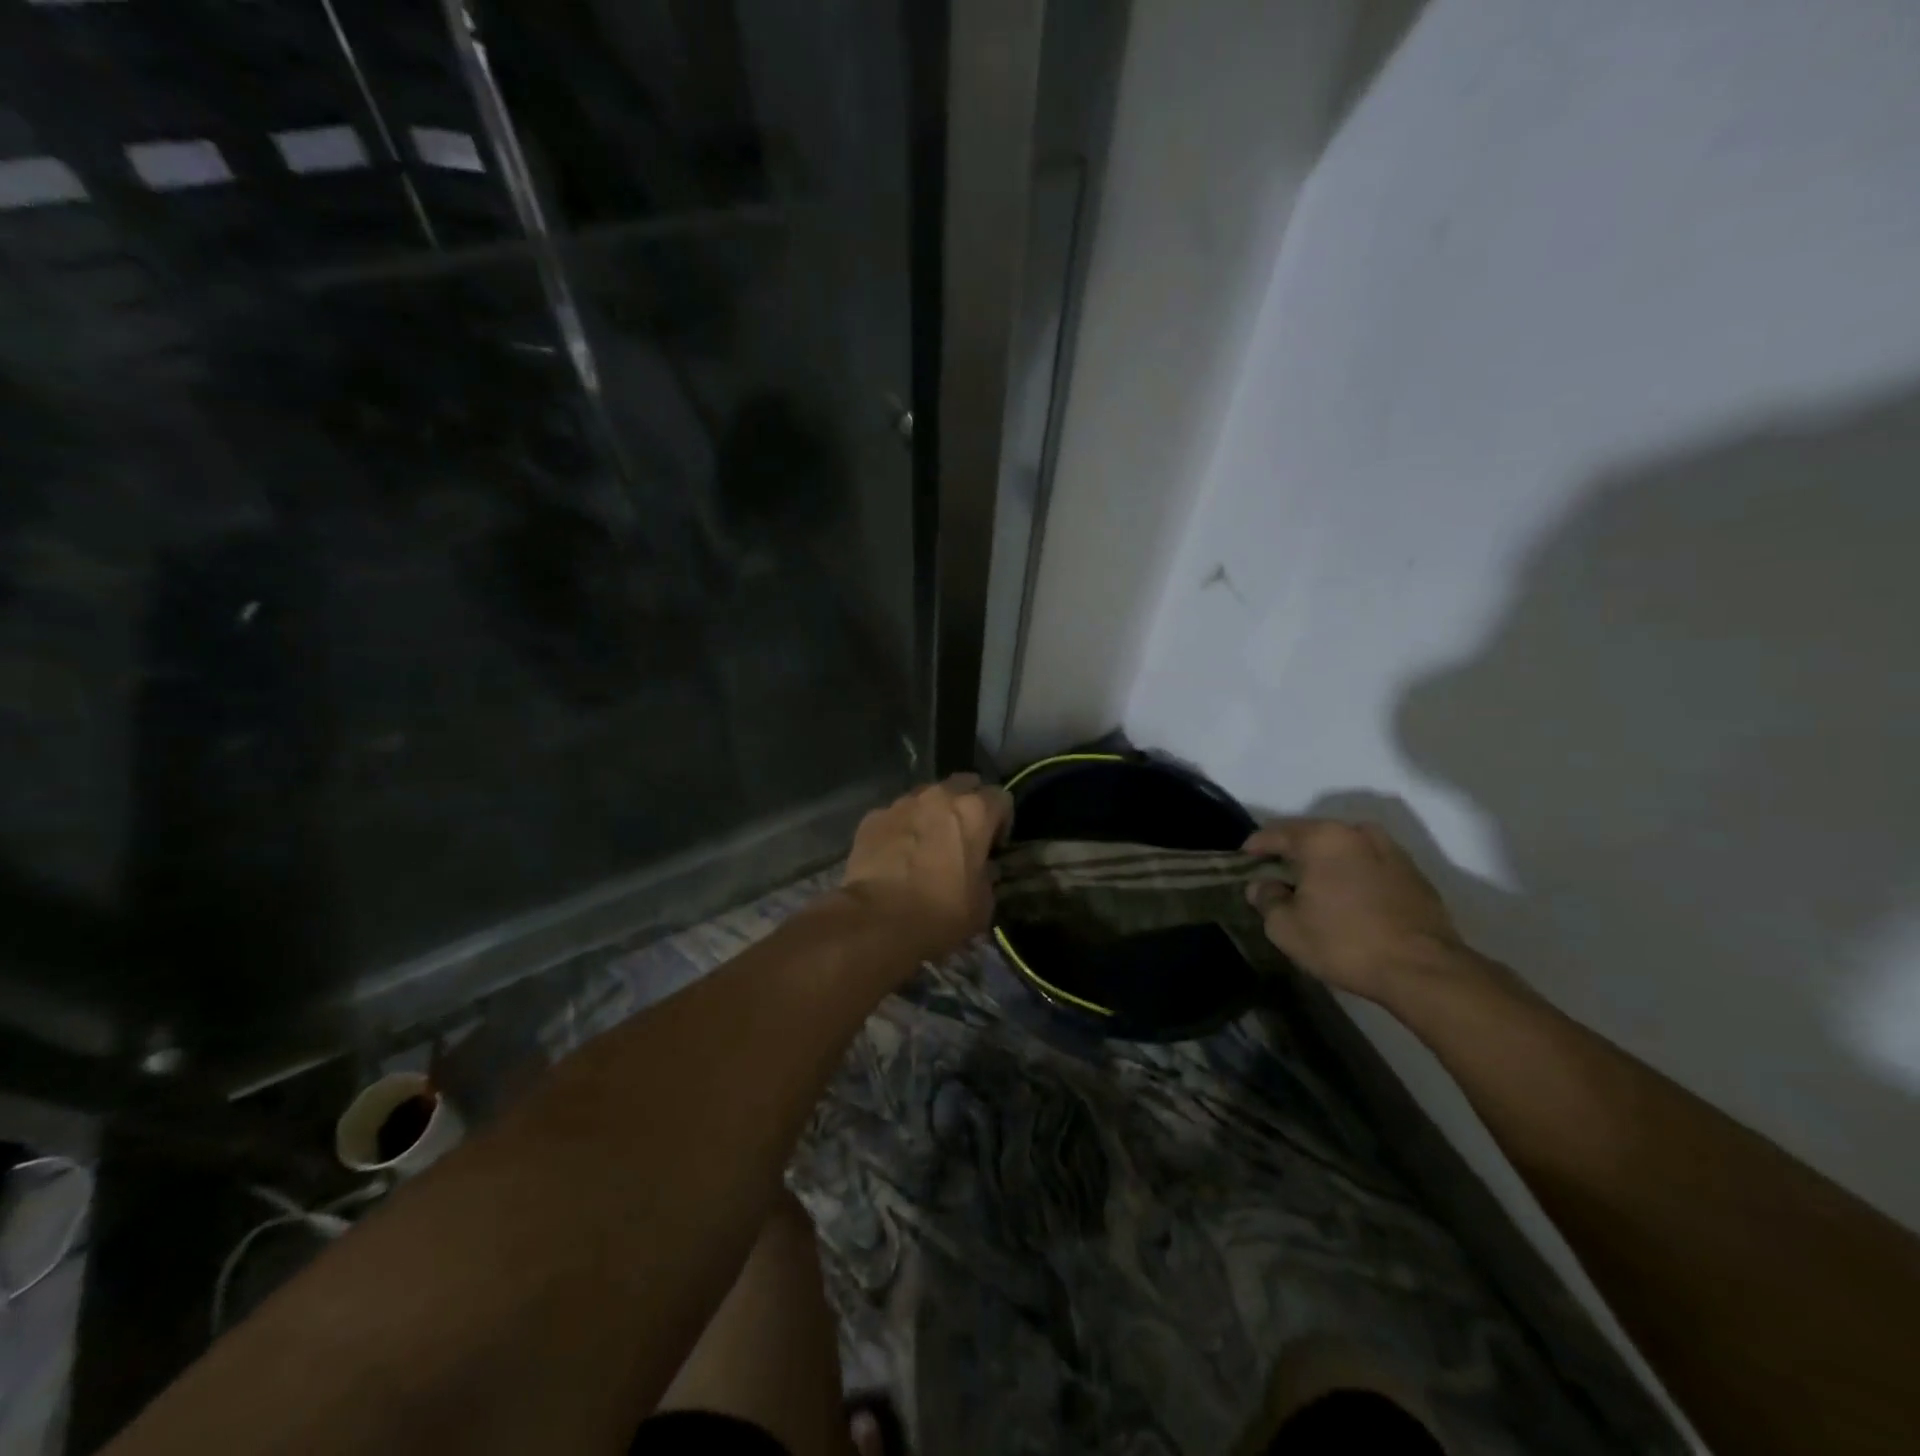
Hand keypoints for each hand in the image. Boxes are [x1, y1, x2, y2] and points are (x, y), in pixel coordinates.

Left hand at [841, 775, 1013, 963]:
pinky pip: (895, 816)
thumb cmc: (941, 913)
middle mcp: (939, 797)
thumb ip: (987, 874)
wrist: (878, 921)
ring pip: (925, 798)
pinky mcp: (872, 818)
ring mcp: (901, 804)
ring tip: (925, 846)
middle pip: (962, 785)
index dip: (1001, 822)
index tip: (994, 847)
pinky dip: (900, 829)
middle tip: (962, 838)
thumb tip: (981, 868)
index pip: (1001, 798)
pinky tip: (896, 856)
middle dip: (966, 805)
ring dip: (931, 815)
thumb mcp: (983, 903)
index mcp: (974, 812)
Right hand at [1244, 818, 1467, 1004]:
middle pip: (1312, 834)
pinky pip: (1370, 864)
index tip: (1243, 862)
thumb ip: (1267, 899)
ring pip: (1345, 847)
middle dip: (1292, 852)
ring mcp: (1390, 850)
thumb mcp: (1286, 928)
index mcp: (1321, 838)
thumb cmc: (1345, 942)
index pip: (1275, 833)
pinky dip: (1354, 873)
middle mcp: (1356, 833)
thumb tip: (1261, 886)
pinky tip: (1349, 897)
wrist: (1423, 970)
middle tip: (1276, 874)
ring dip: (1326, 861)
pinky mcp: (1414, 874)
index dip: (1254, 847)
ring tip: (1315, 884)